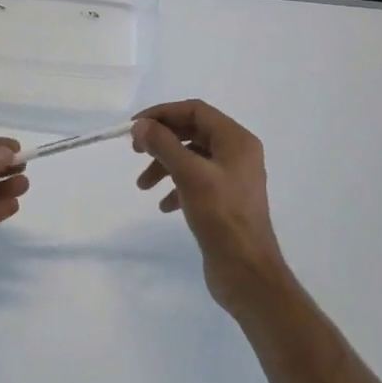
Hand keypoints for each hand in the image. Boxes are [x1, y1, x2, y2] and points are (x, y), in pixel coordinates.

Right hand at [133, 100, 288, 314]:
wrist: (247, 272)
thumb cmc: (221, 217)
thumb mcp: (189, 175)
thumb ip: (164, 145)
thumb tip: (141, 125)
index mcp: (237, 140)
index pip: (195, 110)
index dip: (162, 114)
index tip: (134, 128)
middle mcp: (238, 153)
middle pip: (193, 132)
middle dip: (162, 141)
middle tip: (135, 152)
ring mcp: (233, 178)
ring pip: (192, 158)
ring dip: (165, 166)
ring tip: (143, 186)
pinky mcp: (225, 200)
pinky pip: (196, 181)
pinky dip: (176, 187)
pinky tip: (163, 205)